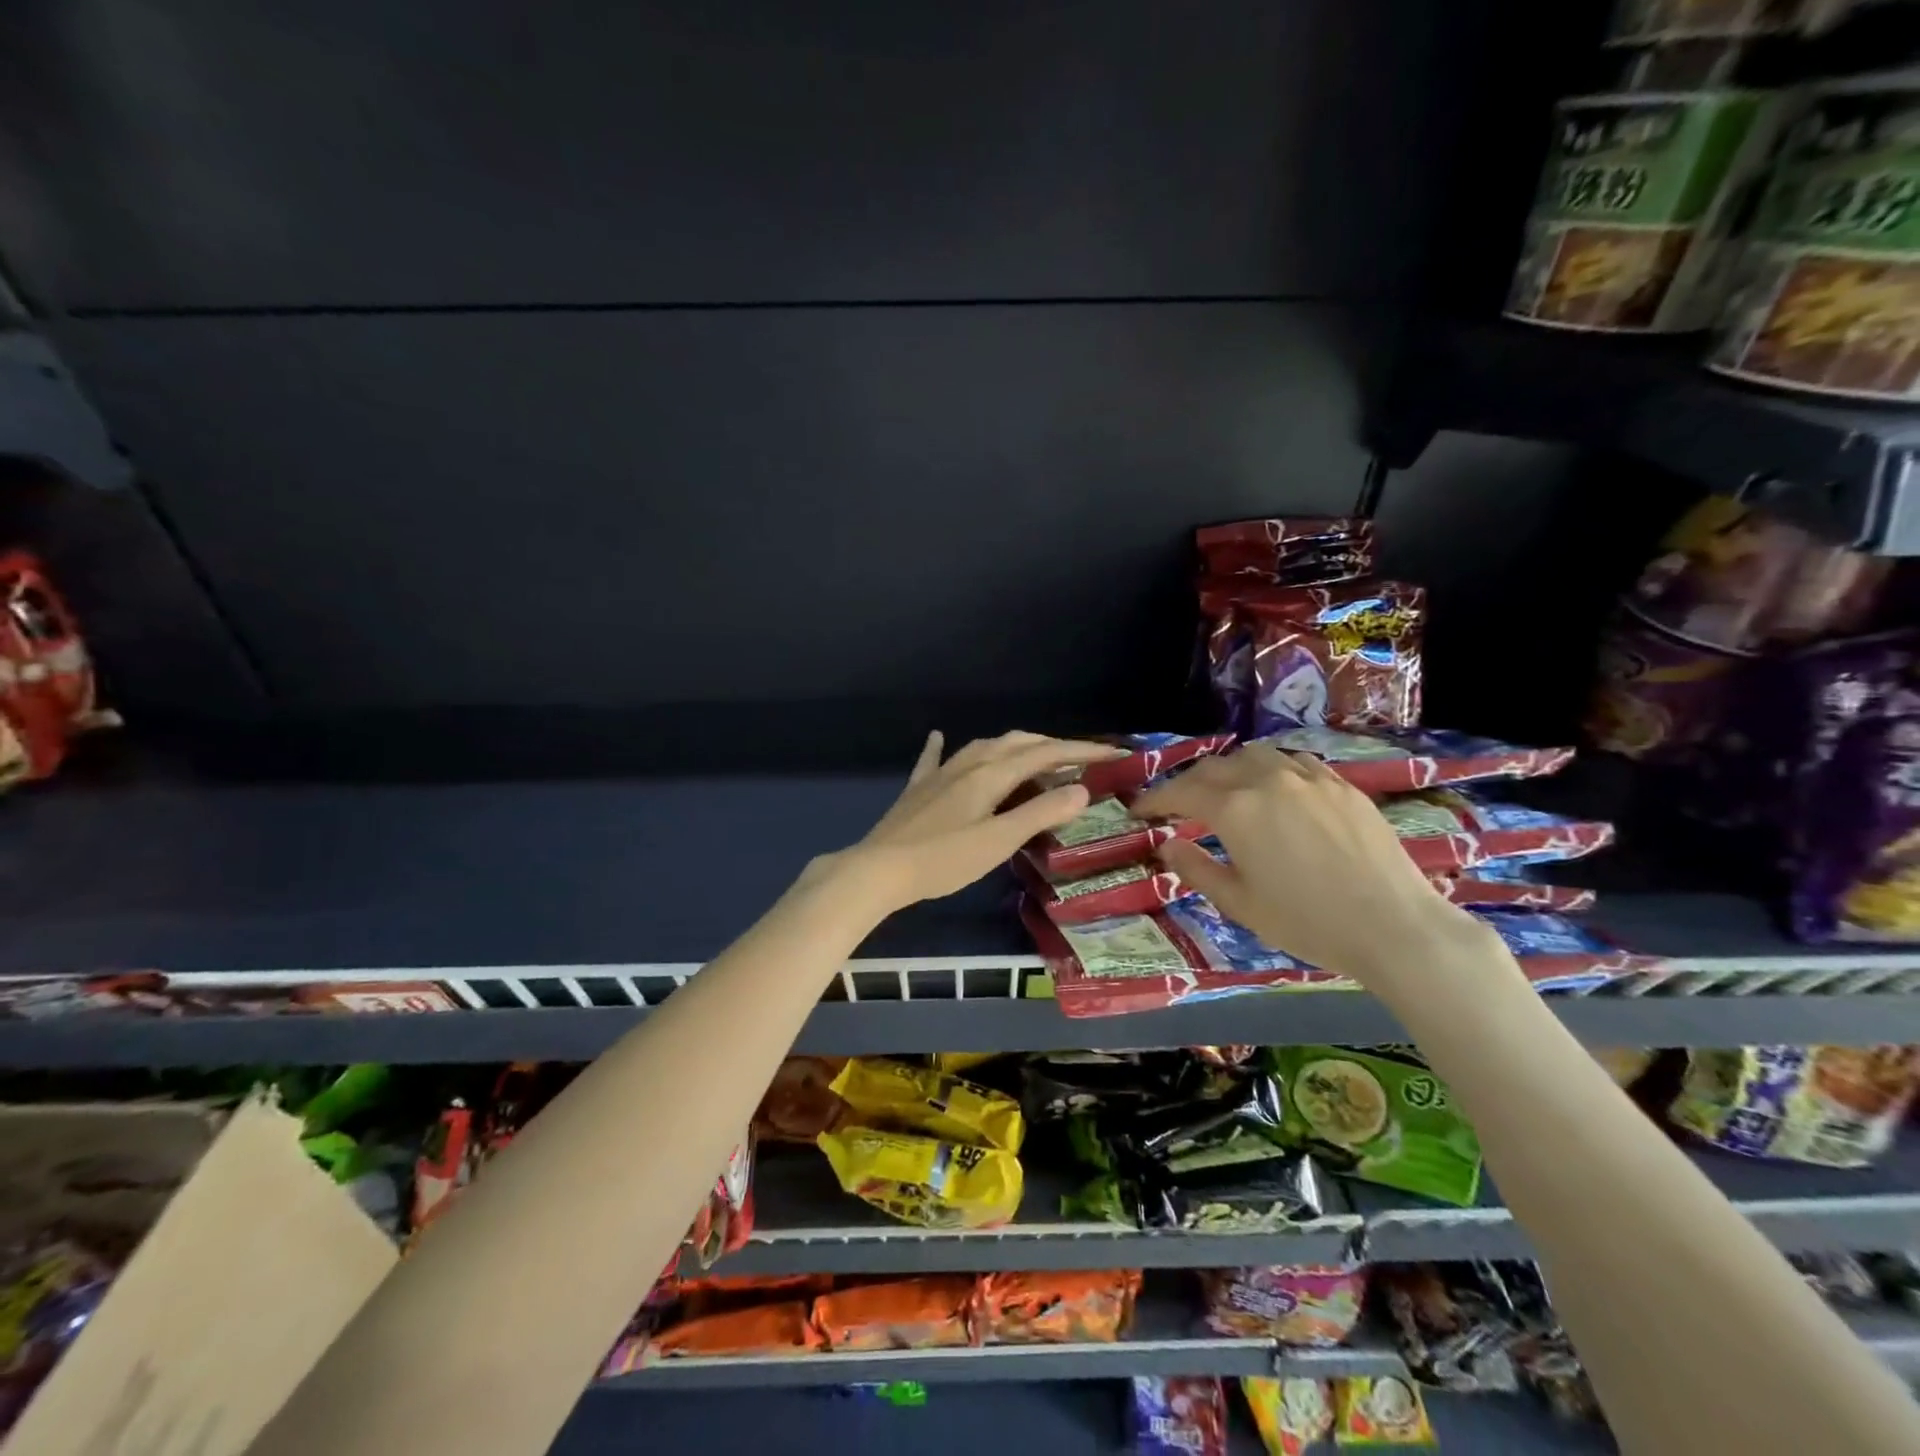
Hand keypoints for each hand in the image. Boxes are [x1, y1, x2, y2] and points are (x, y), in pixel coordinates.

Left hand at [839, 730, 1126, 909]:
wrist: (879, 869)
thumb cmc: (943, 860)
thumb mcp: (999, 841)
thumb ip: (1040, 814)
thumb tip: (1080, 789)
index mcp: (990, 774)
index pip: (1045, 754)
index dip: (1081, 751)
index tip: (1113, 753)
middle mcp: (967, 764)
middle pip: (1016, 743)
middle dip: (1051, 745)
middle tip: (1080, 758)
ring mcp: (939, 774)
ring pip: (983, 747)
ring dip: (1014, 747)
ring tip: (1034, 755)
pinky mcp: (919, 789)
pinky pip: (935, 759)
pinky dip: (942, 746)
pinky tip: (938, 735)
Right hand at [1133, 742, 1482, 985]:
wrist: (1395, 926)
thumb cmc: (1307, 922)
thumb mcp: (1239, 904)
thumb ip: (1195, 869)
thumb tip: (1167, 845)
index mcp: (1235, 809)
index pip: (1181, 792)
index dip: (1155, 799)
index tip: (1140, 810)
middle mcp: (1267, 780)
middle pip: (1214, 767)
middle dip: (1188, 783)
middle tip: (1177, 806)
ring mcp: (1309, 778)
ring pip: (1255, 756)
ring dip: (1229, 770)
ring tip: (1226, 792)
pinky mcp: (1342, 785)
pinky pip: (1294, 763)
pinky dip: (1271, 770)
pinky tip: (1276, 791)